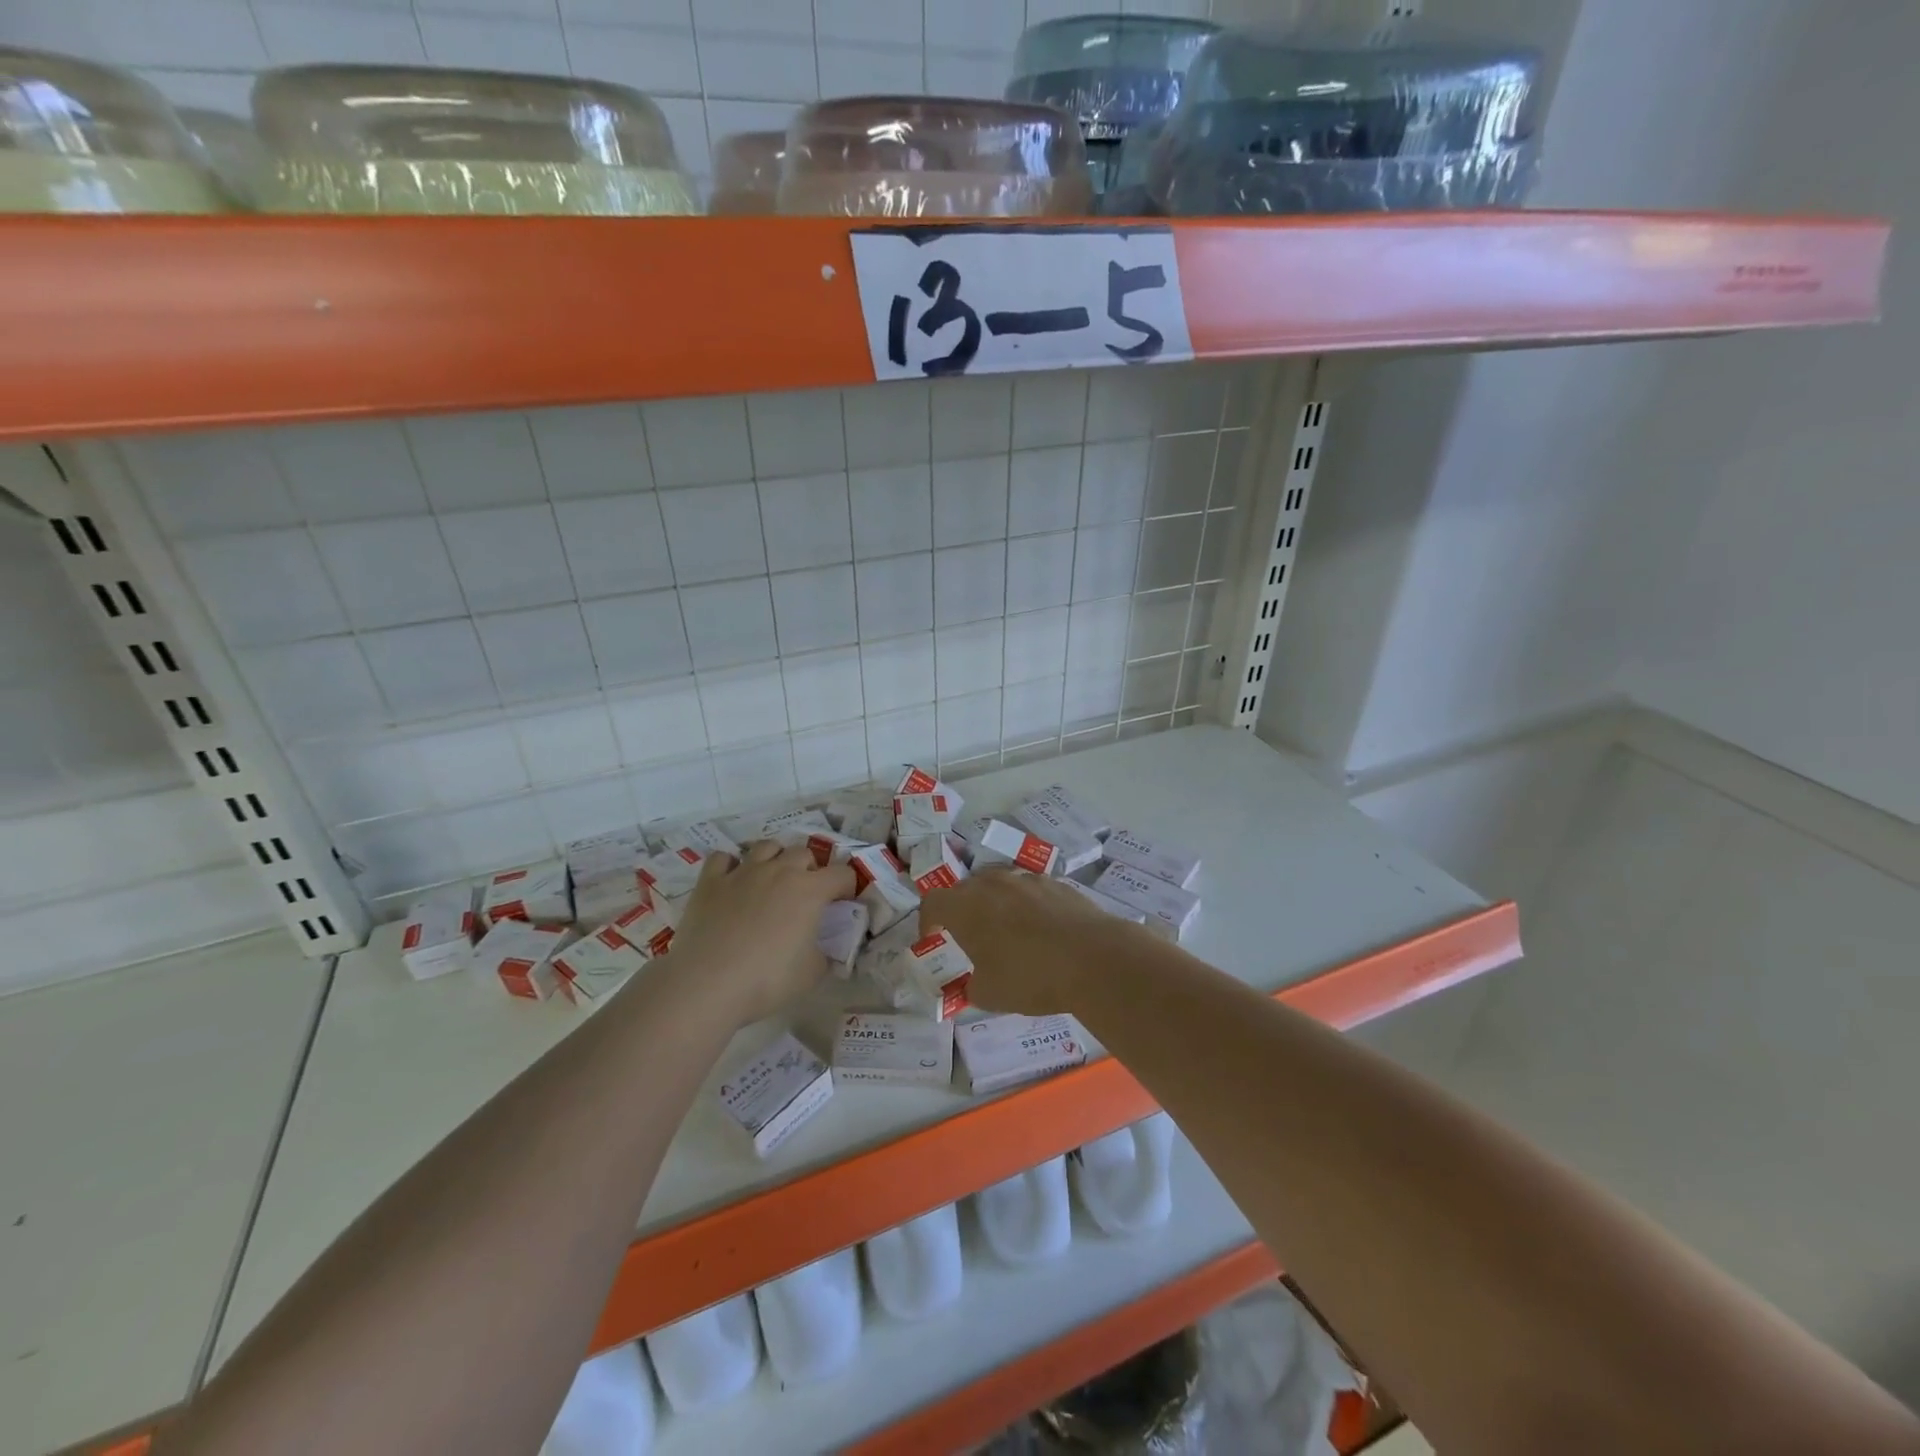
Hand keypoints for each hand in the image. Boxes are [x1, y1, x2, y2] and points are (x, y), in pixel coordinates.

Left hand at [662, 841, 856, 1024]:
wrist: (707, 984)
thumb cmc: (767, 979)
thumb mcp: (812, 973)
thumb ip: (825, 952)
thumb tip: (823, 946)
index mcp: (810, 890)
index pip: (842, 874)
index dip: (848, 886)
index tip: (844, 902)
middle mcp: (779, 871)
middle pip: (804, 853)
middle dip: (811, 869)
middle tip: (806, 893)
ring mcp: (743, 872)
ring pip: (767, 846)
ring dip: (776, 858)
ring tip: (772, 879)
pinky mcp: (711, 881)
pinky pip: (723, 858)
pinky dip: (731, 865)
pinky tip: (732, 881)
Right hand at [920, 867, 1138, 1014]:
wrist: (1093, 958)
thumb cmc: (1030, 977)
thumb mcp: (989, 994)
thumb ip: (971, 986)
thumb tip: (971, 983)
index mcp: (965, 906)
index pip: (932, 902)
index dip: (928, 920)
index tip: (934, 938)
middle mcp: (992, 883)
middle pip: (966, 889)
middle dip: (962, 910)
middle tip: (970, 937)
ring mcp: (1026, 879)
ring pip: (1000, 885)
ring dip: (996, 904)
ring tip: (1008, 933)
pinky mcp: (1057, 883)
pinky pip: (1030, 891)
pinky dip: (1027, 906)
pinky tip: (1042, 931)